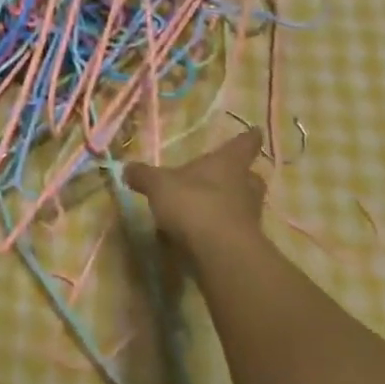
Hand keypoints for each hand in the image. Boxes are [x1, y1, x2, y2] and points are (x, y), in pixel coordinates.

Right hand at [125, 128, 265, 255]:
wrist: (220, 253)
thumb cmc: (192, 203)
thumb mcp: (158, 184)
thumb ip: (143, 175)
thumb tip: (127, 169)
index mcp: (227, 164)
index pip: (242, 145)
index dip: (248, 138)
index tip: (256, 131)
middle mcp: (243, 187)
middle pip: (251, 178)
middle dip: (242, 176)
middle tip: (231, 176)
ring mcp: (249, 218)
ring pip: (244, 205)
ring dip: (230, 205)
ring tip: (207, 208)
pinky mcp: (246, 246)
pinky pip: (233, 231)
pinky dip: (220, 231)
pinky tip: (200, 235)